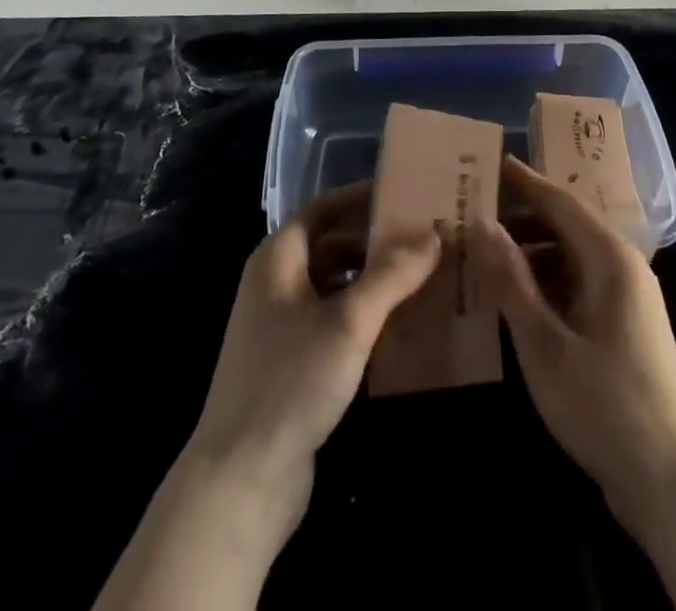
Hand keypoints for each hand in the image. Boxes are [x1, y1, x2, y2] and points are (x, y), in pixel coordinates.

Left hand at [99, 188, 439, 609]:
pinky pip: (337, 324)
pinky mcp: (294, 366)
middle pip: (332, 246)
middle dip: (377, 243)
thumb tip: (434, 233)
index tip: (405, 194)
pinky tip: (403, 327)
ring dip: (376, 282)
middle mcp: (276, 284)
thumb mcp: (348, 321)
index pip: (324, 208)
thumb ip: (392, 275)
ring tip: (425, 278)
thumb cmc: (290, 381)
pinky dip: (367, 318)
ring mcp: (283, 327)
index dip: (362, 198)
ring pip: (337, 287)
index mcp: (278, 260)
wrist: (240, 482)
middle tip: (427, 239)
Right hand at [471, 157, 675, 538]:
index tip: (487, 162)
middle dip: (520, 217)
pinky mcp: (625, 326)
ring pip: (572, 257)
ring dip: (531, 252)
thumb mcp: (544, 343)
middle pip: (566, 225)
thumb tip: (481, 223)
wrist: (670, 482)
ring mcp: (628, 298)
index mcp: (610, 258)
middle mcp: (624, 266)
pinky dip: (547, 282)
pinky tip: (515, 298)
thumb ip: (511, 280)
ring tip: (485, 254)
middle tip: (473, 212)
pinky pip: (579, 284)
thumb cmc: (604, 405)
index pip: (559, 201)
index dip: (522, 181)